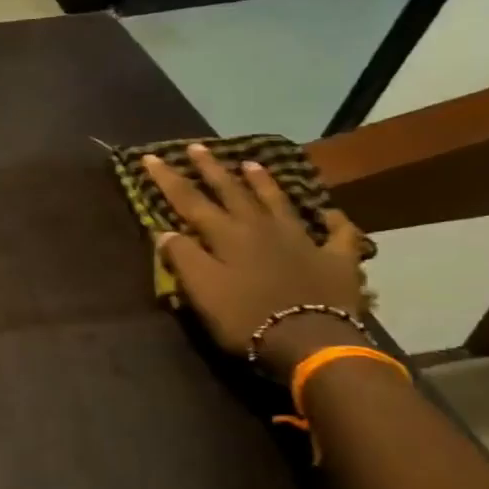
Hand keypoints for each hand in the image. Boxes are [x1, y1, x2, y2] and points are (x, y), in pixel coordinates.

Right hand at [143, 146, 370, 376]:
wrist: (312, 340)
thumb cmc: (246, 317)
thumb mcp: (202, 291)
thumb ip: (183, 258)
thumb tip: (165, 232)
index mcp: (226, 235)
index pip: (190, 201)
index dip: (168, 179)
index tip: (151, 157)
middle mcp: (261, 228)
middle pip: (233, 192)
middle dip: (212, 169)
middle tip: (198, 147)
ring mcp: (302, 240)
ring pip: (278, 203)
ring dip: (263, 183)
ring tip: (251, 163)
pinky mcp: (335, 259)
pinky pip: (337, 234)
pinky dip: (333, 222)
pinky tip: (331, 214)